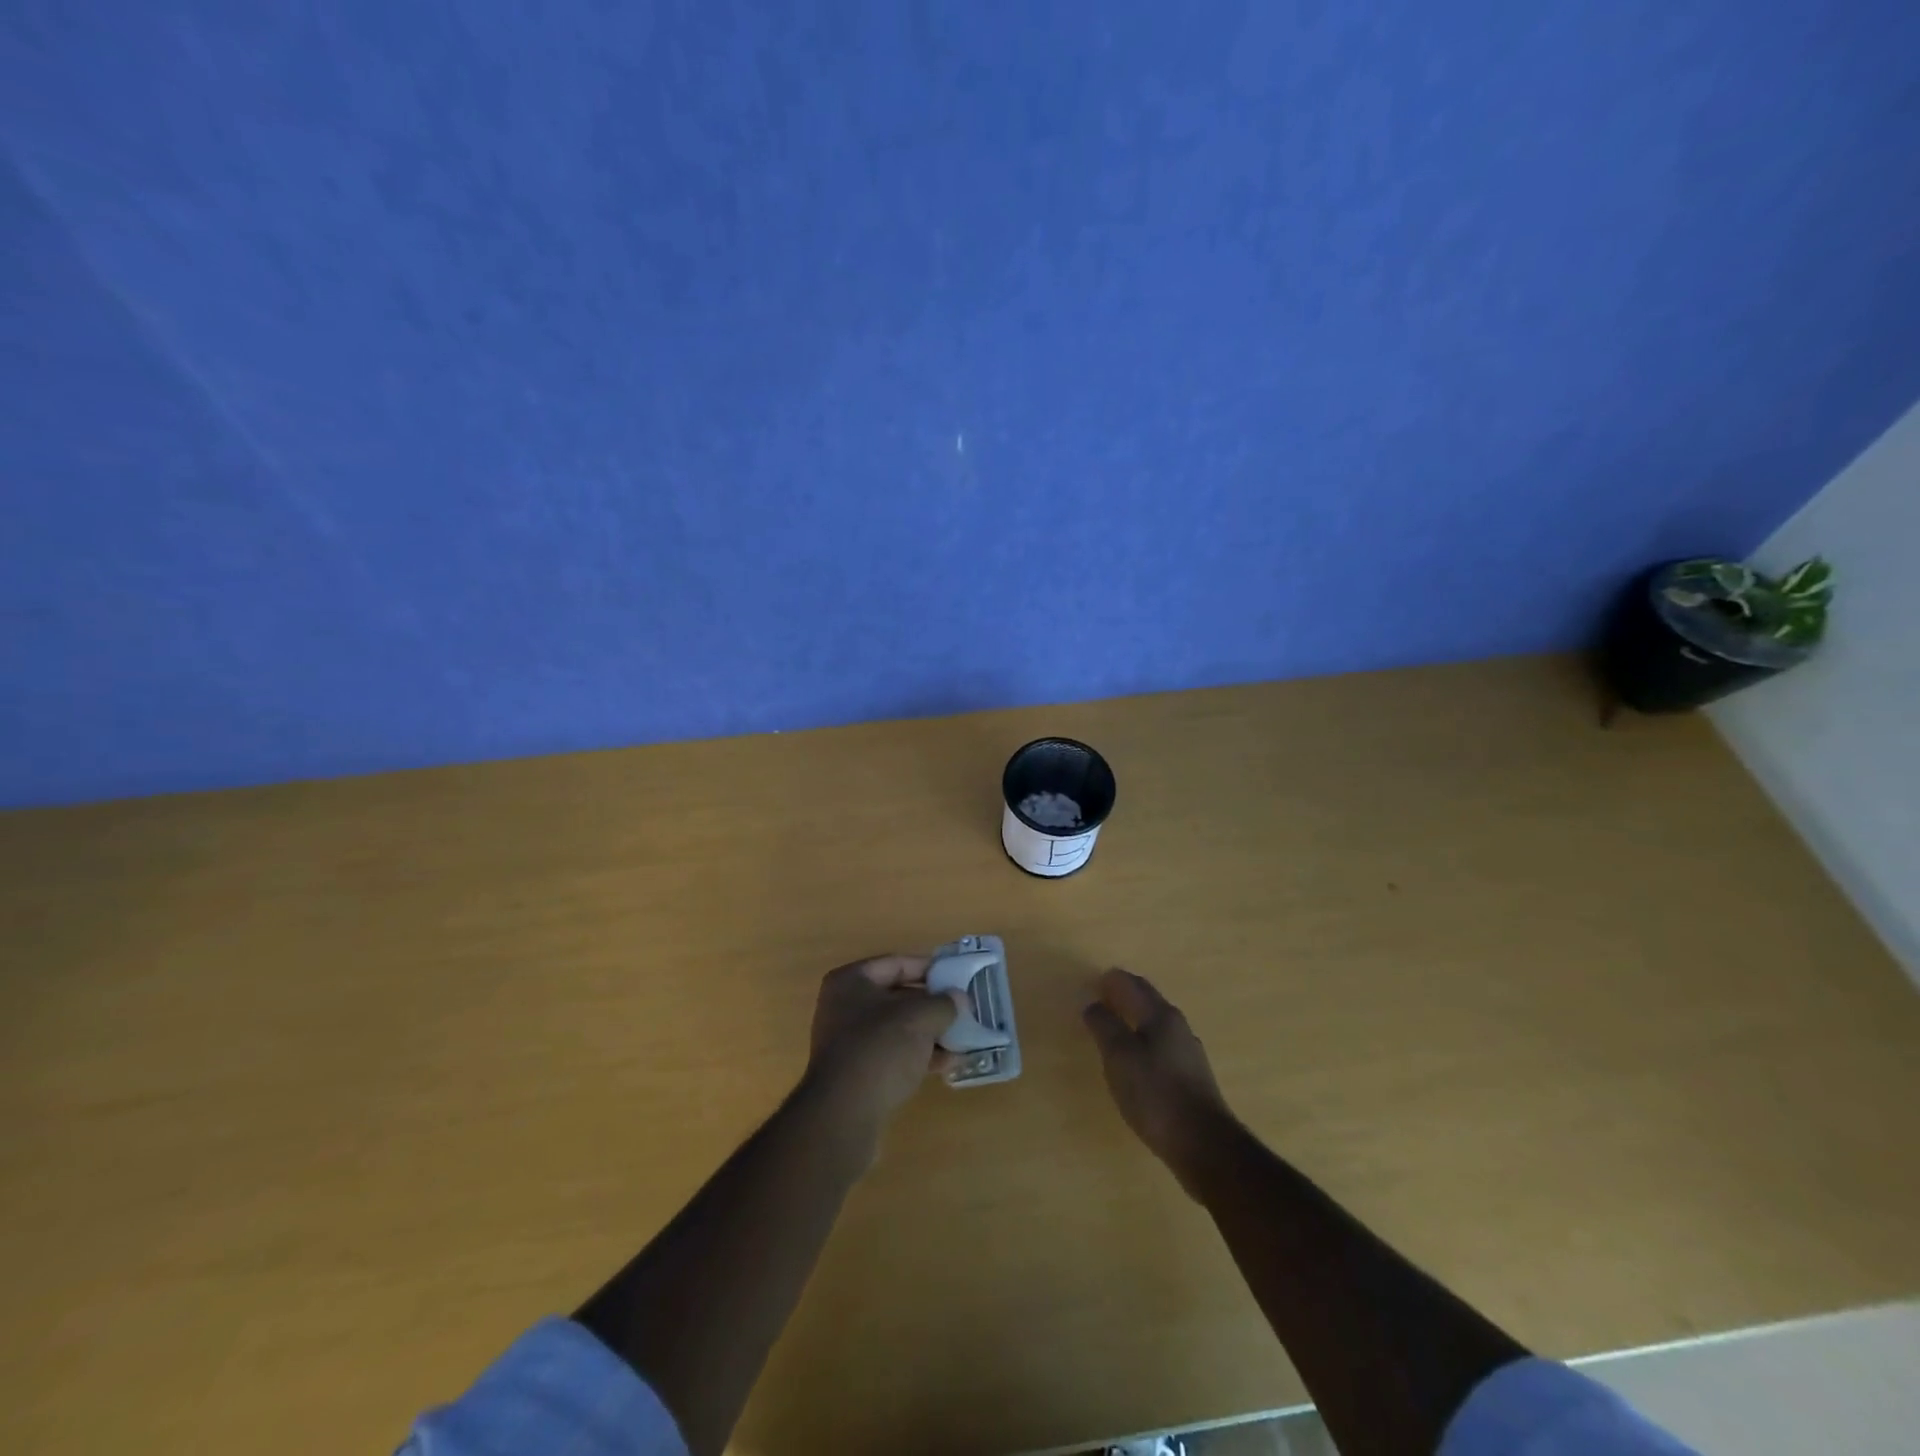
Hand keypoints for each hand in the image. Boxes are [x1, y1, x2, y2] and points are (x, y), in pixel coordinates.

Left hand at [805, 955, 960, 1132]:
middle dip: (933, 1004)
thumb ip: (943, 1004)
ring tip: (963, 1039)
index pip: (897, 964)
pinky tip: (947, 1064)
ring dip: (930, 1033)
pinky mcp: (857, 1072)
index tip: (958, 977)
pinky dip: (919, 1055)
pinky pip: (894, 1054)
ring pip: (898, 1028)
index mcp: (852, 981)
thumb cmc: (880, 1049)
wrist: (844, 1115)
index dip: (930, 968)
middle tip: (964, 1009)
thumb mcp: (920, 1018)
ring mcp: (849, 1041)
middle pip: (898, 997)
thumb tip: (958, 999)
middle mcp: (845, 1006)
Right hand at [1082, 968, 1231, 1191]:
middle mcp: (1178, 1027)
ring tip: (1116, 1026)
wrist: (1203, 1144)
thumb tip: (1093, 1003)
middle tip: (1103, 997)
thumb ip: (1104, 1026)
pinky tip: (1138, 1059)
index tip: (1096, 980)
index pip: (1134, 985)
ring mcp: (1189, 1052)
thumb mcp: (1119, 1056)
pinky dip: (1146, 1041)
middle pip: (1149, 1001)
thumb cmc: (1155, 1094)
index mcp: (1161, 1015)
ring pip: (1157, 1024)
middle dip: (1126, 995)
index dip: (1113, 980)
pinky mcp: (1192, 1077)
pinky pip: (1163, 1046)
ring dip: (1136, 1018)